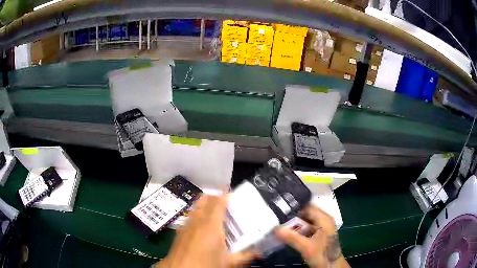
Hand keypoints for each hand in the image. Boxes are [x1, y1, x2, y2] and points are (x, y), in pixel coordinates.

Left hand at [155, 195, 259, 267]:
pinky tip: (204, 227)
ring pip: (197, 206)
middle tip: (227, 204)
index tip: (235, 196)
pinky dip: (199, 215)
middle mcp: (197, 221)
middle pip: (205, 199)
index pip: (218, 201)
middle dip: (217, 197)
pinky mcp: (180, 230)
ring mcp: (186, 224)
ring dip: (207, 205)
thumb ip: (245, 256)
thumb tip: (258, 252)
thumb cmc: (206, 265)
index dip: (226, 195)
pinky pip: (191, 215)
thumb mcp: (229, 262)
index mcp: (211, 226)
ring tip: (217, 214)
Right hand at [275, 205, 349, 267]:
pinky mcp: (320, 234)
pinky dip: (299, 229)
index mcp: (324, 219)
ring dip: (295, 224)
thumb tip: (276, 228)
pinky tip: (289, 234)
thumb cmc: (322, 255)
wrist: (332, 266)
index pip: (307, 207)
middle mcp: (324, 220)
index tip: (279, 211)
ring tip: (280, 226)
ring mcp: (322, 227)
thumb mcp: (306, 247)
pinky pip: (308, 227)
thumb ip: (291, 237)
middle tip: (278, 220)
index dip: (294, 208)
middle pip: (306, 213)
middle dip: (293, 217)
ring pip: (306, 221)